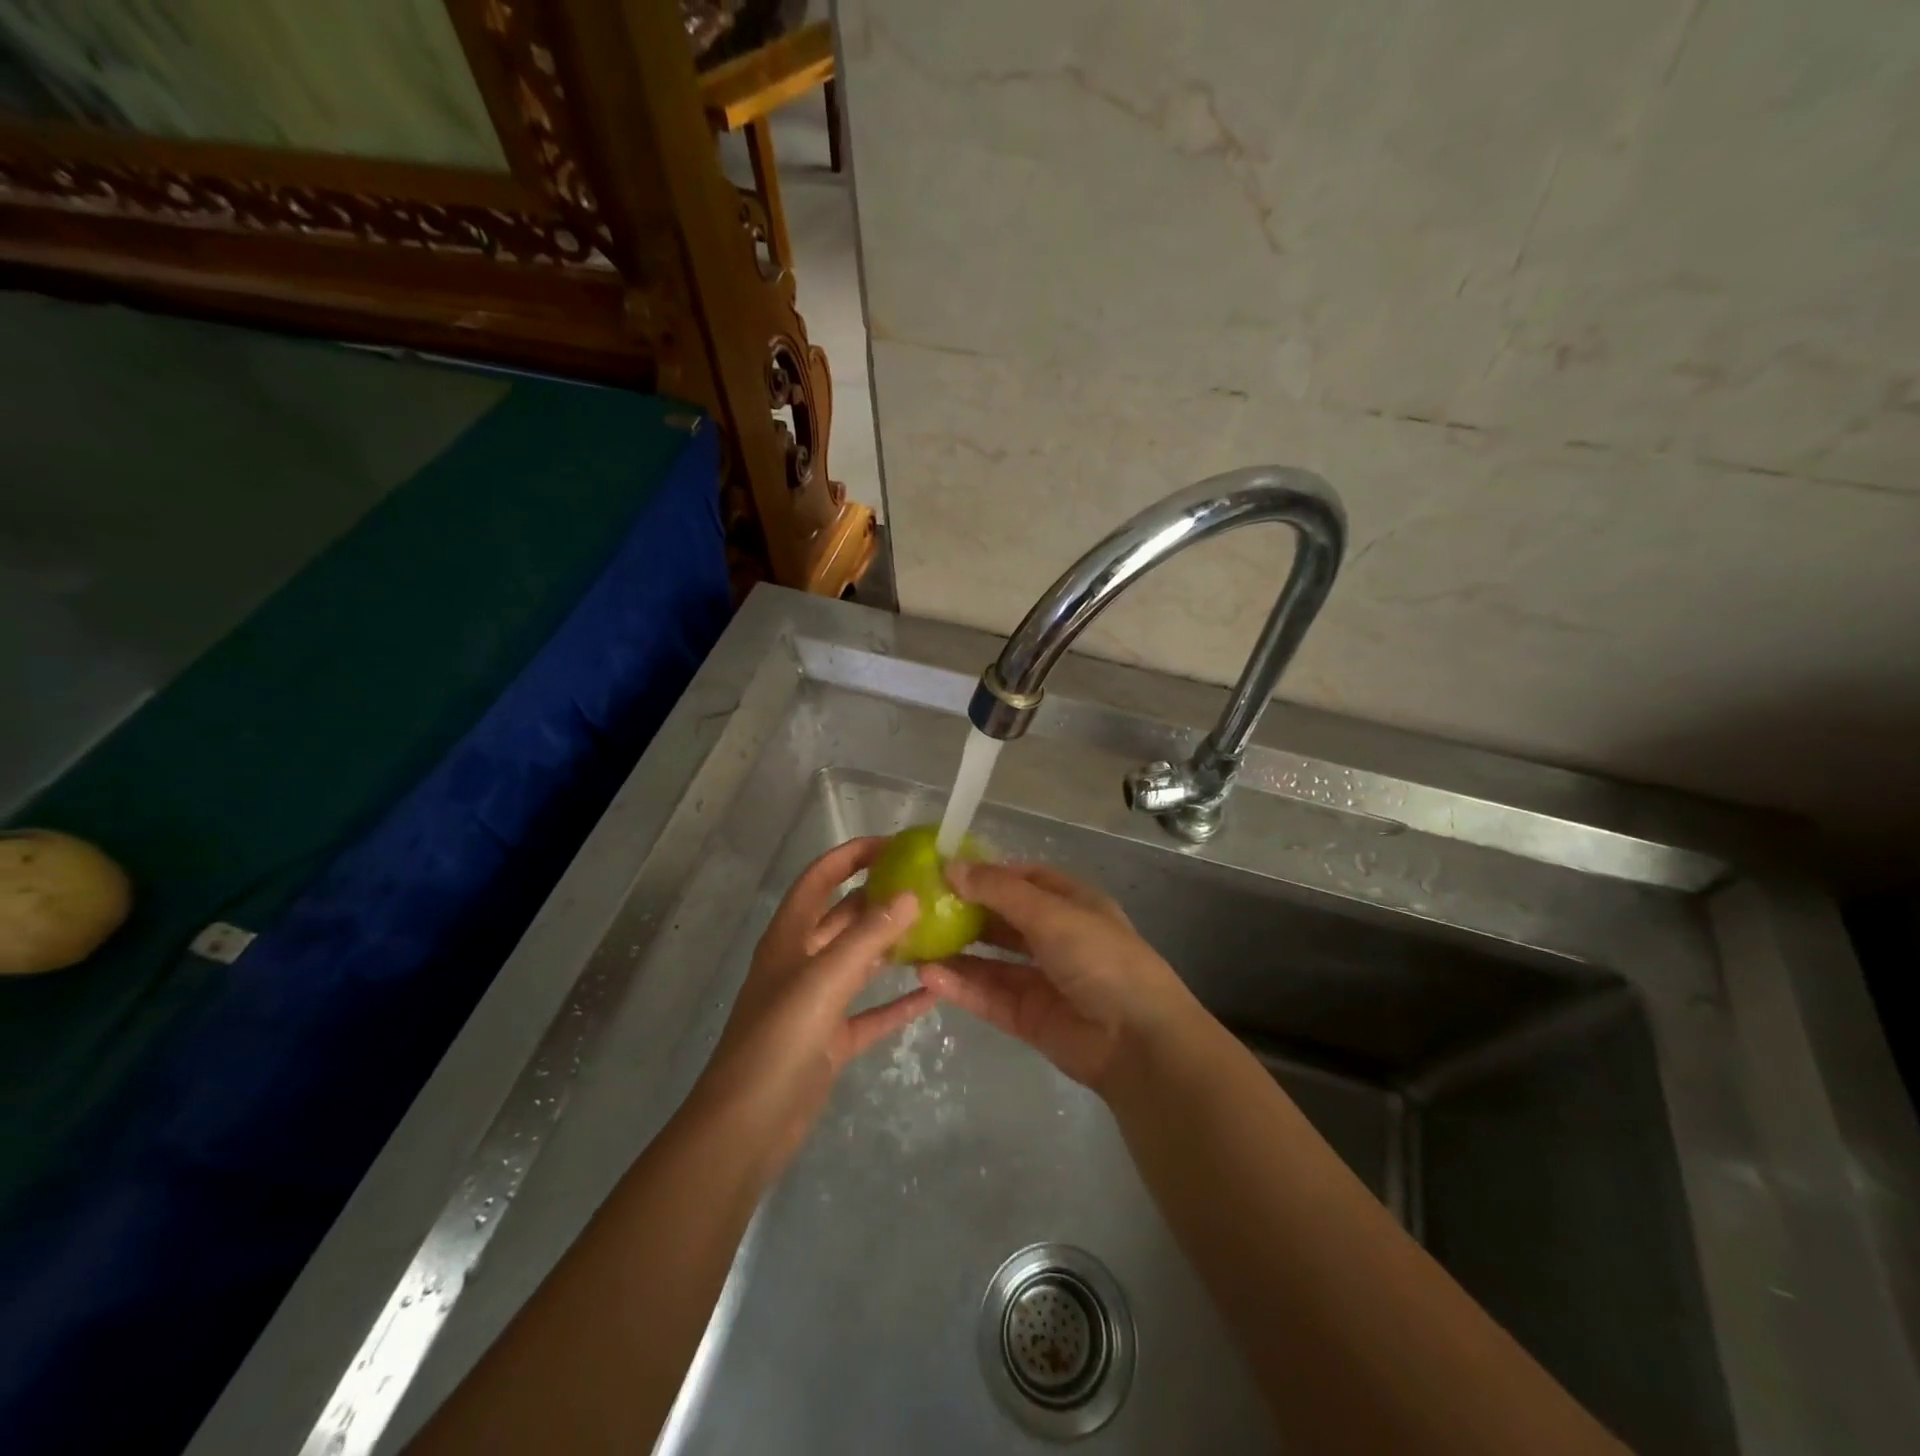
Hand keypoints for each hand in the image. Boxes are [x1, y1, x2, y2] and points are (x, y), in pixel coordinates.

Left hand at [690, 837, 932, 1175]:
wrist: (747, 1127)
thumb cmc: (779, 1040)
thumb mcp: (825, 979)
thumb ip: (868, 936)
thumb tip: (911, 895)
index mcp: (789, 936)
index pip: (820, 877)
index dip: (852, 855)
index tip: (895, 844)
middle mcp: (802, 961)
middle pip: (844, 916)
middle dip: (881, 898)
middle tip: (928, 886)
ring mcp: (816, 1002)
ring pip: (860, 962)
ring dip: (893, 946)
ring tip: (937, 929)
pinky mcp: (830, 1040)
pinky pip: (871, 1013)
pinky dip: (898, 1003)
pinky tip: (934, 993)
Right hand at [918, 861, 1198, 1093]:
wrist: (1137, 1041)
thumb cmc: (1100, 958)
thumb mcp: (1051, 913)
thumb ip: (999, 891)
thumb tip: (951, 865)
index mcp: (1070, 903)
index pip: (1021, 879)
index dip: (984, 873)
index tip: (941, 869)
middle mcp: (1054, 937)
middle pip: (1000, 919)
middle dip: (963, 912)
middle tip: (916, 907)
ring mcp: (1040, 978)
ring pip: (989, 960)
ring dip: (955, 951)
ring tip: (912, 942)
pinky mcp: (1027, 1016)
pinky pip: (987, 995)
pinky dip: (960, 985)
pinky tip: (928, 976)